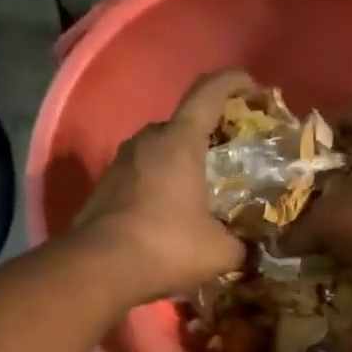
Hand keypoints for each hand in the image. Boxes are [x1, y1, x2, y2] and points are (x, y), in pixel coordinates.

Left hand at [75, 69, 253, 305]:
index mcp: (180, 141)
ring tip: (202, 191)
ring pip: (159, 151)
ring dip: (181, 164)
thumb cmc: (167, 246)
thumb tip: (249, 251)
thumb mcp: (220, 252)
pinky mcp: (104, 187)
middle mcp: (147, 140)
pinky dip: (160, 186)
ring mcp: (119, 162)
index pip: (208, 92)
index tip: (252, 88)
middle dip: (209, 136)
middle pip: (183, 124)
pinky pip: (141, 175)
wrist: (99, 269)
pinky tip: (172, 215)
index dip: (233, 82)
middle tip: (231, 158)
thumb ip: (241, 245)